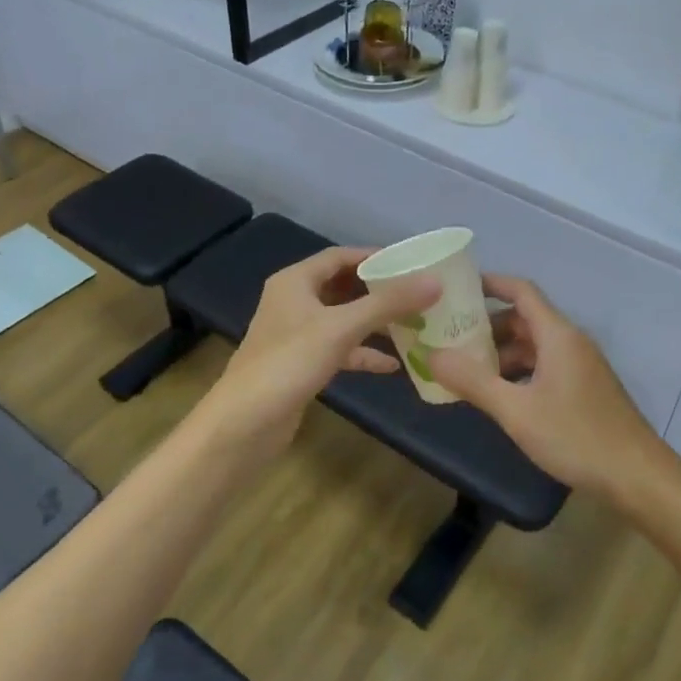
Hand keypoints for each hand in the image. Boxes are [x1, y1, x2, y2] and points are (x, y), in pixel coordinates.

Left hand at [201, 246, 439, 455]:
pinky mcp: (301, 364)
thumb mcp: (342, 327)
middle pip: (342, 286)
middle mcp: (293, 301)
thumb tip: (435, 282)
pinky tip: (392, 365)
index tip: (410, 263)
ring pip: (342, 319)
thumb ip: (388, 304)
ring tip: (412, 324)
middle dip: (378, 290)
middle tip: (417, 292)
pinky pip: (339, 349)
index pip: (339, 256)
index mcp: (295, 281)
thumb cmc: (290, 363)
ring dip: (374, 322)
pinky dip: (363, 353)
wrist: (245, 424)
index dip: (374, 257)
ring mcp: (296, 335)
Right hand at [429, 275, 662, 498]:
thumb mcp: (516, 411)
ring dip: (502, 353)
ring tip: (467, 371)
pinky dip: (519, 372)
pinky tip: (500, 396)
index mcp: (557, 335)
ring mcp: (580, 366)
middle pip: (524, 319)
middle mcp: (571, 342)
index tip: (456, 289)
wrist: (636, 475)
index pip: (521, 291)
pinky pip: (545, 367)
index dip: (490, 284)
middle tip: (450, 338)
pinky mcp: (585, 389)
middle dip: (487, 326)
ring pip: (534, 346)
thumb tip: (432, 355)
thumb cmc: (575, 436)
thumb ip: (473, 382)